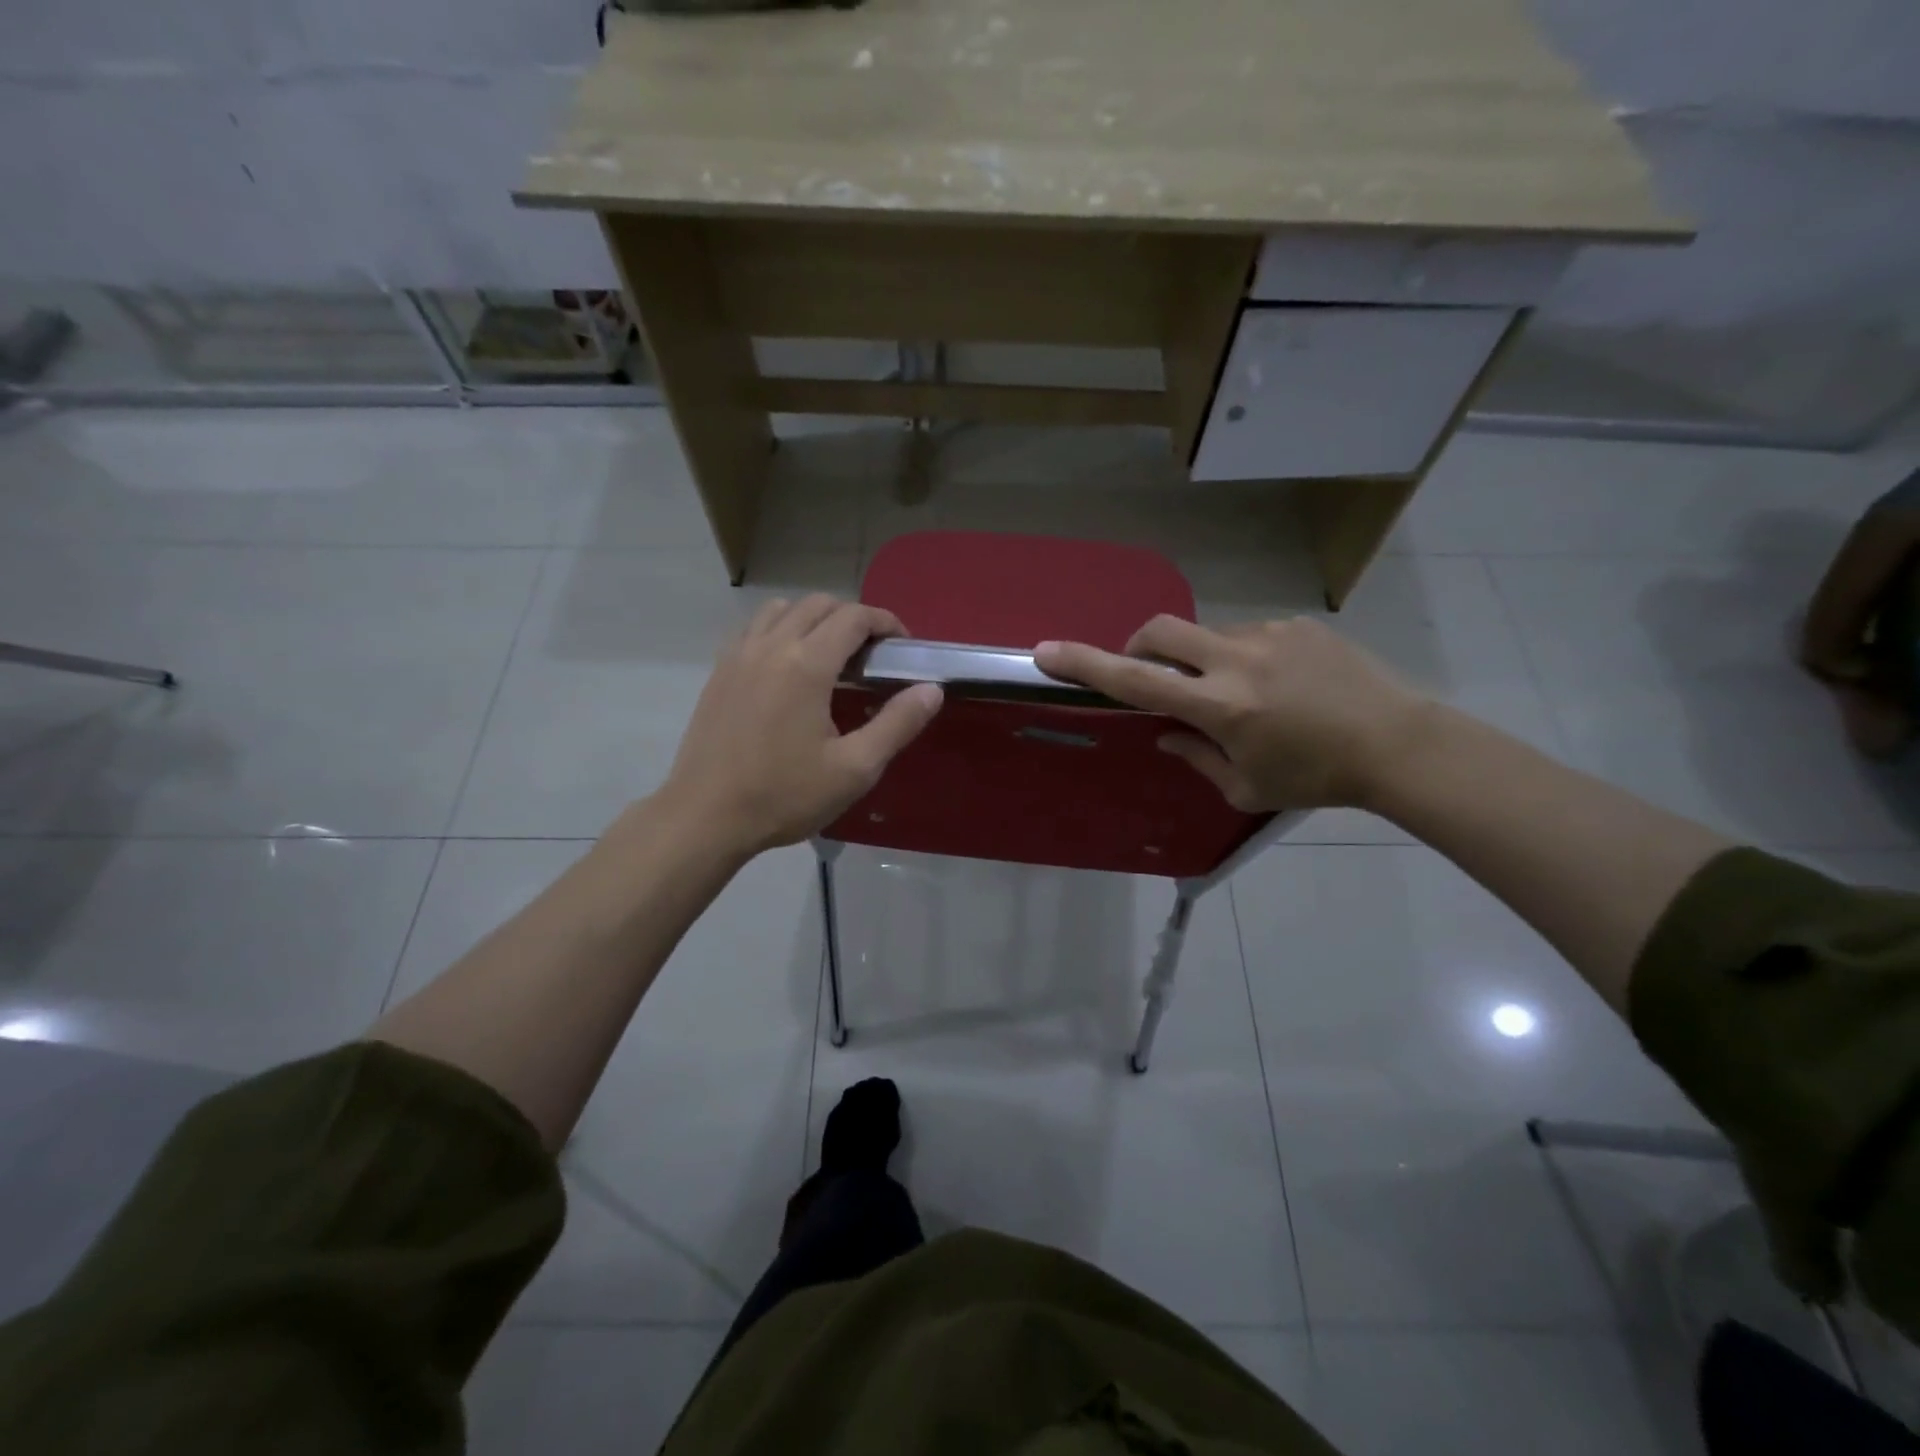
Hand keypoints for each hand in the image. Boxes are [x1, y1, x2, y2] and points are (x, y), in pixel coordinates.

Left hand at [657, 595, 941, 855]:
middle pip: (819, 604)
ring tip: (829, 654)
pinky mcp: (719, 671)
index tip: (902, 646)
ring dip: (813, 618)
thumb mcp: (855, 768)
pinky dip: (779, 629)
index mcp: (807, 664)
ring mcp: (739, 655)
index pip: (854, 617)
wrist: (706, 816)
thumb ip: (897, 724)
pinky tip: (787, 667)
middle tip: (871, 654)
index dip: (885, 622)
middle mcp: (771, 646)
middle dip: (852, 618)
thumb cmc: (785, 796)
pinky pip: (754, 628)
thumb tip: (931, 690)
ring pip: (782, 609)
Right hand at [1035, 615, 1429, 811]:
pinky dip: (1243, 659)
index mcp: (1219, 705)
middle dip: (1138, 645)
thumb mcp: (1247, 787)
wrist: (1398, 743)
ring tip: (1242, 696)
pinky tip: (1279, 687)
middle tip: (1152, 674)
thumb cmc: (1316, 778)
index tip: (1046, 650)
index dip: (1085, 664)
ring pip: (1208, 635)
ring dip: (1202, 660)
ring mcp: (1268, 635)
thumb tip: (1167, 734)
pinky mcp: (1297, 626)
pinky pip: (1249, 636)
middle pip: (1160, 630)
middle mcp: (1236, 660)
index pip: (1136, 679)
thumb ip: (1196, 757)